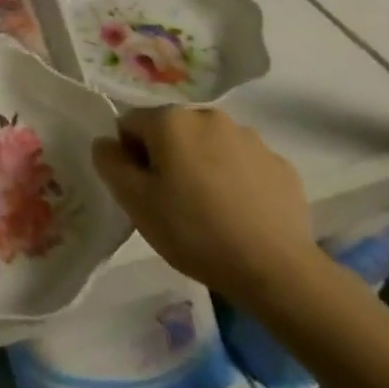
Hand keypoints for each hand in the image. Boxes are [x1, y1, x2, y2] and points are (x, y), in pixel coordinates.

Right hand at [91, 107, 320, 302]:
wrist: (277, 271)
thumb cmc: (194, 231)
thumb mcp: (134, 201)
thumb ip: (110, 162)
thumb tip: (107, 143)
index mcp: (170, 119)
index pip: (130, 124)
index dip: (130, 157)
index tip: (143, 191)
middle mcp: (209, 116)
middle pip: (172, 132)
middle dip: (167, 158)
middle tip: (173, 202)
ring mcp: (250, 138)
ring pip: (209, 145)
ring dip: (202, 166)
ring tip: (210, 210)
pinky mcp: (281, 165)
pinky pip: (244, 164)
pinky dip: (236, 180)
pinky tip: (240, 214)